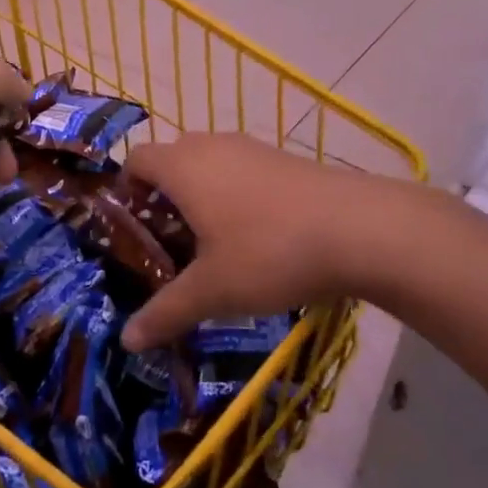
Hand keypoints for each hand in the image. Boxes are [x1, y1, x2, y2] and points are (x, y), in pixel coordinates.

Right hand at [120, 133, 442, 349]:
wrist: (362, 229)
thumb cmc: (269, 253)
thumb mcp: (212, 290)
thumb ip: (165, 312)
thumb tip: (127, 341)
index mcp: (182, 167)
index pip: (136, 160)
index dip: (125, 189)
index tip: (132, 228)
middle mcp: (211, 146)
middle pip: (170, 160)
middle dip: (161, 197)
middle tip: (167, 243)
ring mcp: (251, 148)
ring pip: (208, 163)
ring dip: (199, 195)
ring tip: (210, 243)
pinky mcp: (284, 158)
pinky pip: (240, 169)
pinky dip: (233, 193)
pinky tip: (255, 235)